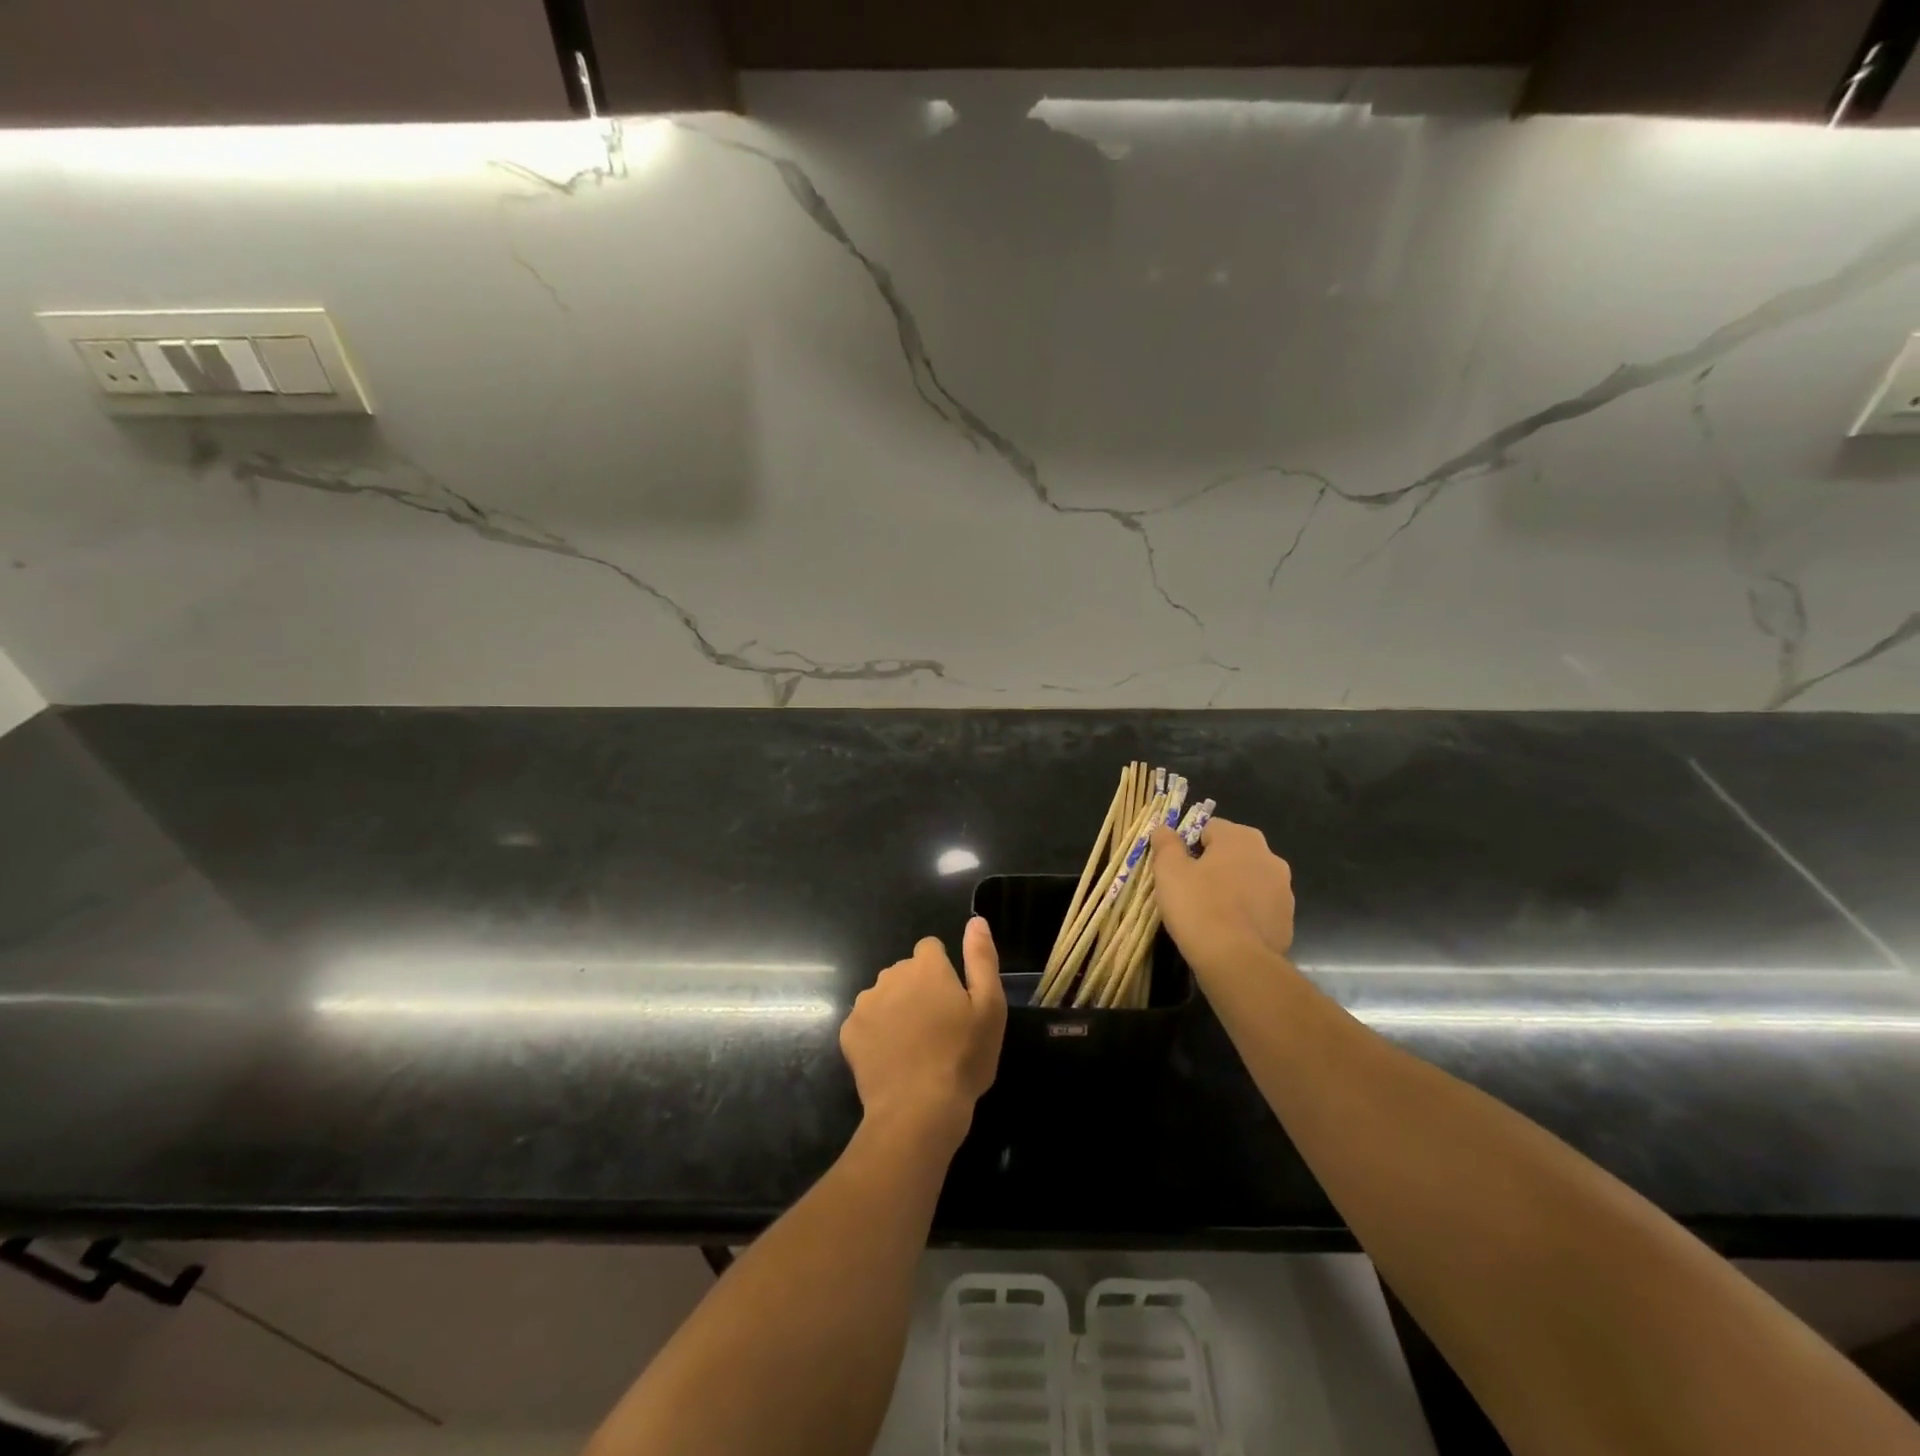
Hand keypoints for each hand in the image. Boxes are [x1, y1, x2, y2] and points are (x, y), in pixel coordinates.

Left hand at [840, 917, 1006, 1139]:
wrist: (917, 1110)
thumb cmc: (962, 1057)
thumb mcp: (989, 1007)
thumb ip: (981, 958)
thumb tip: (976, 920)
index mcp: (926, 967)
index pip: (930, 948)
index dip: (943, 971)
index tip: (952, 1000)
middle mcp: (891, 975)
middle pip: (905, 972)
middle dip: (918, 989)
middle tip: (937, 1028)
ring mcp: (866, 1004)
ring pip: (884, 995)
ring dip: (896, 1009)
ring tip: (914, 1046)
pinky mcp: (849, 1032)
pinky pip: (866, 1022)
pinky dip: (876, 1034)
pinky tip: (891, 1059)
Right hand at [1149, 817, 1295, 981]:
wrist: (1236, 961)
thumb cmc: (1198, 906)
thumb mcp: (1169, 870)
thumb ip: (1166, 843)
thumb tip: (1164, 829)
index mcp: (1241, 838)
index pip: (1210, 828)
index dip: (1189, 845)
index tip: (1177, 868)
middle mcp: (1269, 857)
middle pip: (1232, 853)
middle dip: (1213, 866)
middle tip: (1190, 889)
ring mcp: (1284, 890)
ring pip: (1248, 880)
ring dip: (1231, 888)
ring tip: (1208, 913)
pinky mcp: (1287, 920)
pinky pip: (1259, 908)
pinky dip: (1245, 913)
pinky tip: (1227, 931)